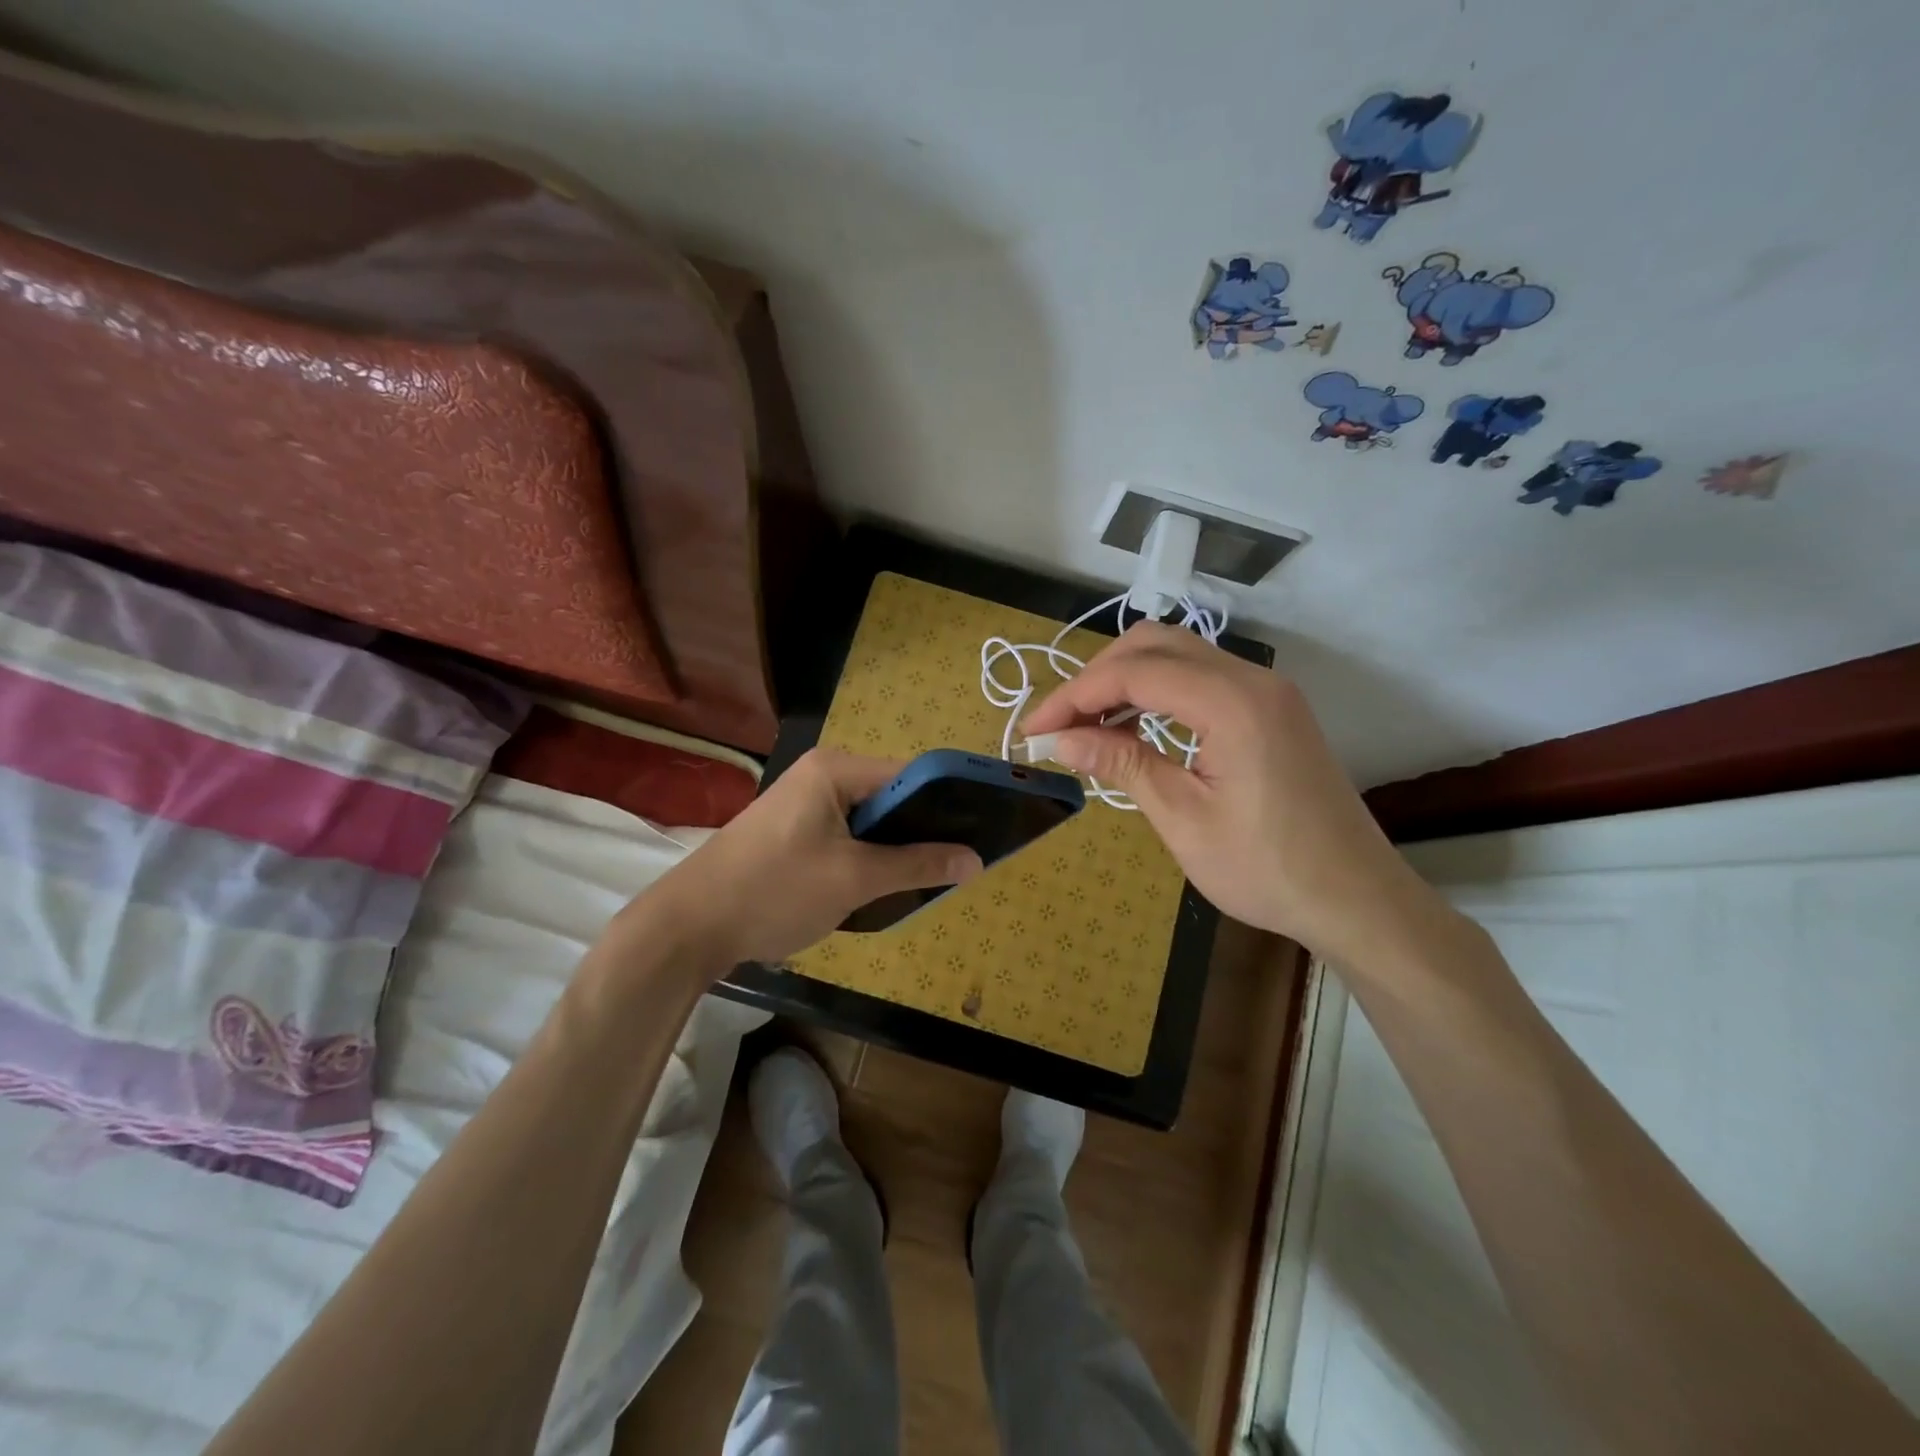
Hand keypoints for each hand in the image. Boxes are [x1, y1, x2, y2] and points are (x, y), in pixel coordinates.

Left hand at [634, 748, 981, 970]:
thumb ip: (917, 865)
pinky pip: (847, 834)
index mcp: (836, 769)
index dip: (949, 802)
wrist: (689, 927)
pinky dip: (867, 857)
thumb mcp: (854, 880)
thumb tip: (975, 860)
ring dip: (894, 849)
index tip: (981, 833)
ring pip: (870, 820)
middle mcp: (822, 774)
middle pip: (891, 796)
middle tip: (956, 866)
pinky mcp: (793, 830)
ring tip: (925, 879)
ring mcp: (804, 802)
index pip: (911, 774)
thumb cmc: (775, 891)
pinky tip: (881, 885)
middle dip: (921, 831)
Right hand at [1020, 623, 1436, 963]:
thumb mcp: (1183, 818)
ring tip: (1086, 727)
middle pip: (1154, 646)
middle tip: (1059, 725)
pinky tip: (1134, 729)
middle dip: (1096, 677)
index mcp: (1231, 702)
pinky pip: (1201, 680)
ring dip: (1125, 681)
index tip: (1034, 729)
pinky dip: (1157, 693)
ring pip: (1178, 656)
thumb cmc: (1267, 868)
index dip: (1074, 695)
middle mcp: (1251, 679)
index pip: (1134, 672)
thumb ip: (1122, 763)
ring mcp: (1266, 691)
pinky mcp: (1271, 710)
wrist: (1356, 899)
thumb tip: (1060, 739)